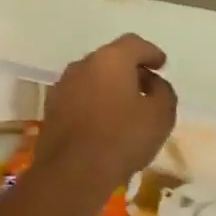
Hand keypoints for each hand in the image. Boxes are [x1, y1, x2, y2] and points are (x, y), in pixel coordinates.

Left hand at [35, 34, 178, 195]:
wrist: (72, 172)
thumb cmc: (122, 138)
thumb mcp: (161, 115)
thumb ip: (163, 92)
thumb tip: (153, 83)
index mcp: (110, 59)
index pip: (134, 43)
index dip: (150, 53)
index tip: (161, 65)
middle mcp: (83, 64)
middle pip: (111, 58)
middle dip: (129, 69)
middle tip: (145, 86)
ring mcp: (63, 85)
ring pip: (92, 77)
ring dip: (109, 86)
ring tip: (125, 107)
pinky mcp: (51, 108)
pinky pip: (79, 96)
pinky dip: (93, 101)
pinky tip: (103, 122)